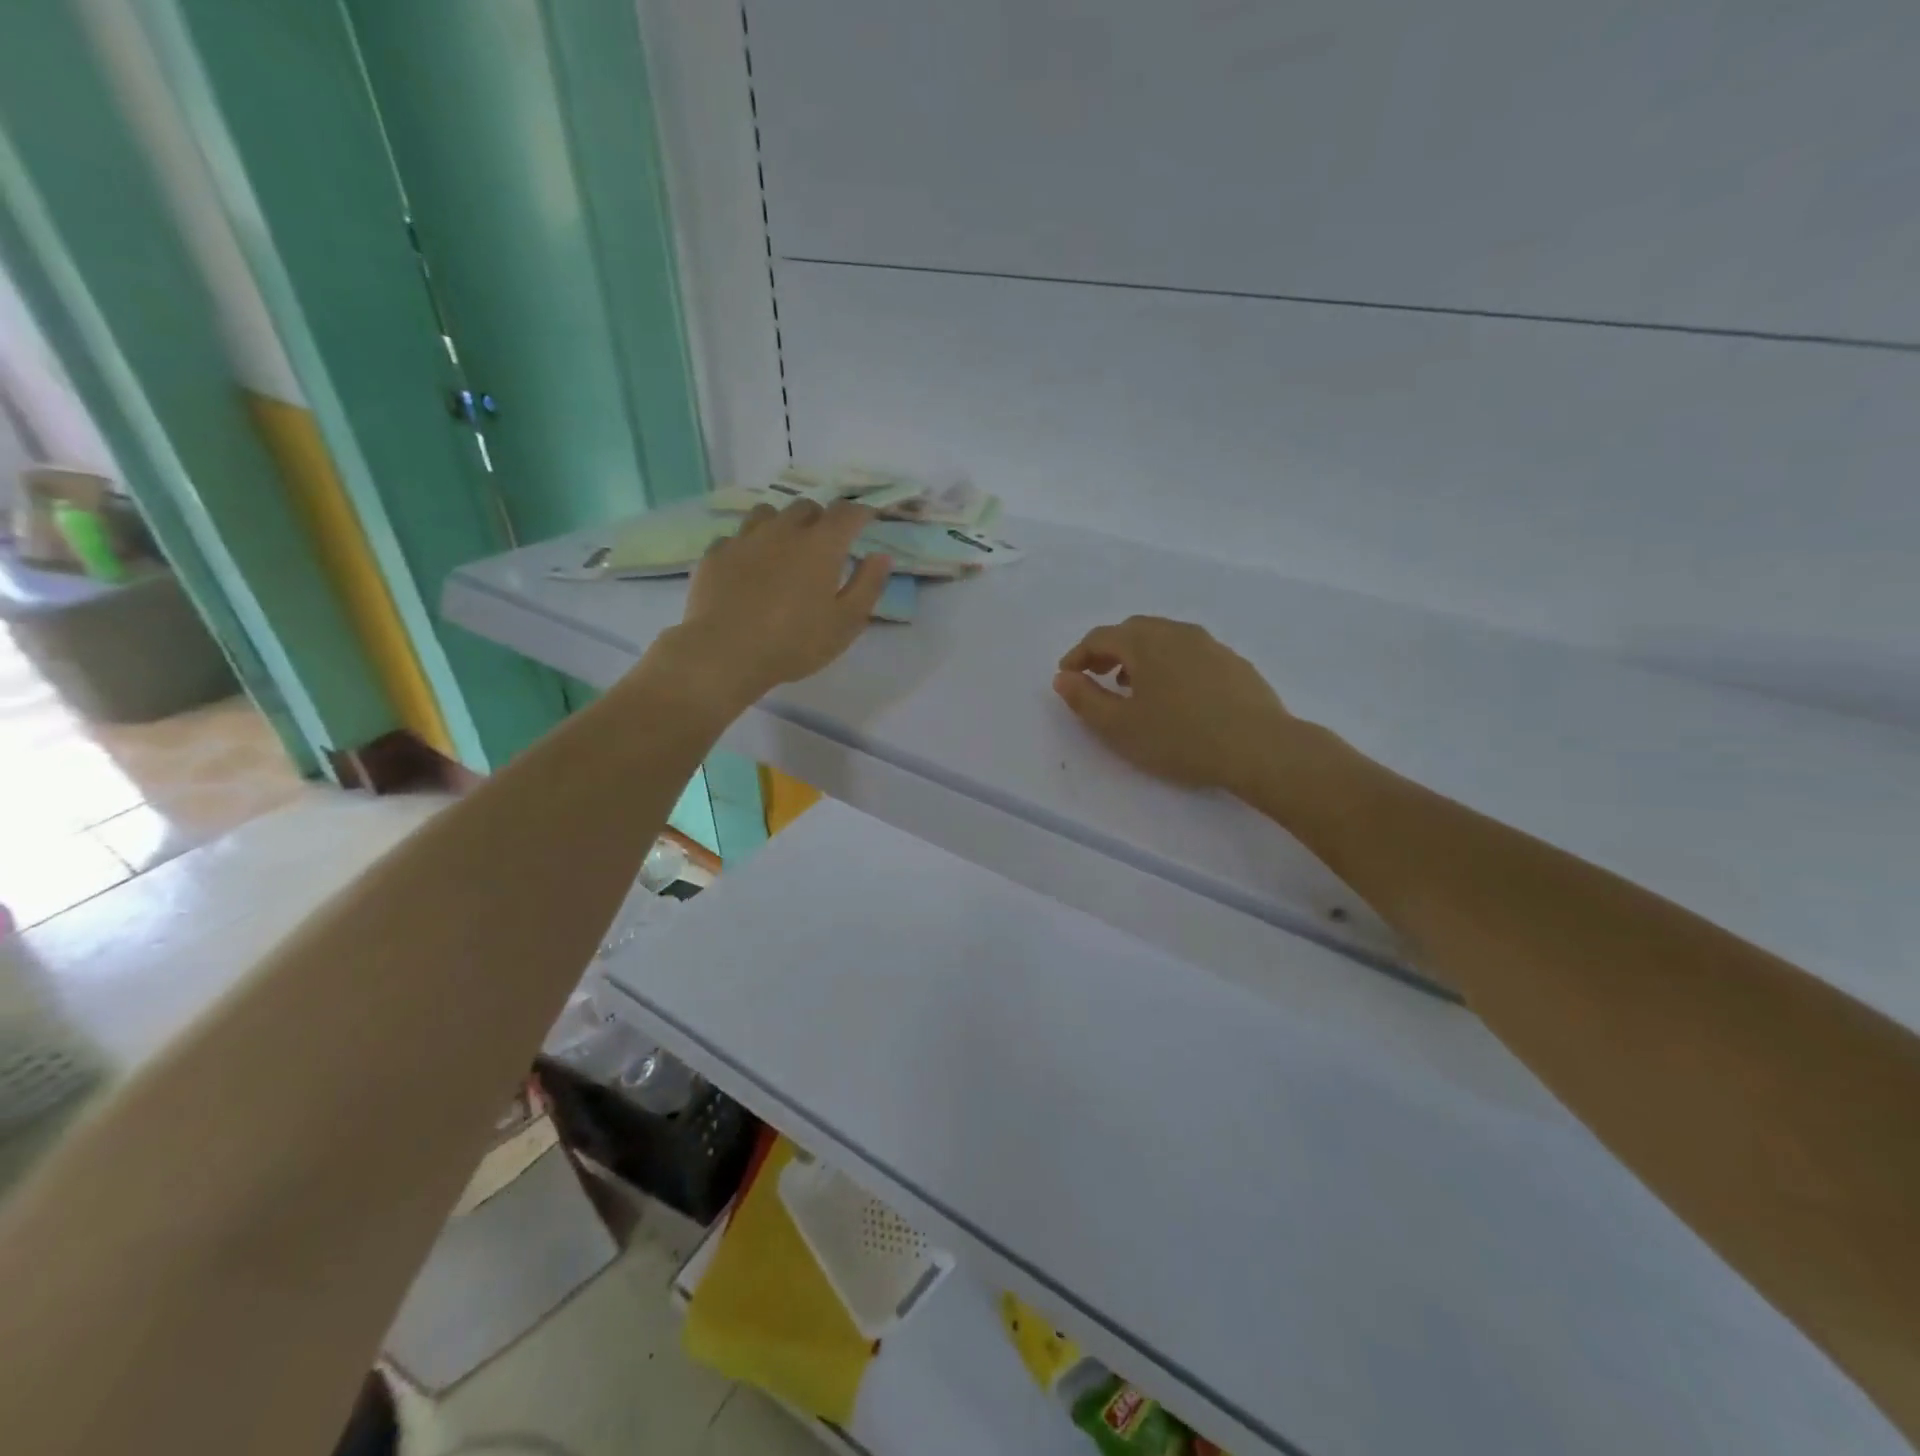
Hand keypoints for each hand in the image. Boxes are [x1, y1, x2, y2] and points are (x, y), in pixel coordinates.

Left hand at [665, 499, 890, 707]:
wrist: (725, 654)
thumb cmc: (794, 643)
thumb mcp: (845, 623)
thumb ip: (867, 586)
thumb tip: (881, 556)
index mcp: (821, 545)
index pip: (846, 512)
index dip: (860, 513)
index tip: (867, 522)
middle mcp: (783, 530)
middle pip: (807, 508)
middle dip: (821, 520)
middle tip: (826, 545)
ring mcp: (745, 538)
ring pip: (768, 513)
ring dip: (783, 524)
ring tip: (785, 549)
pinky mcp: (716, 553)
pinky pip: (737, 537)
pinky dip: (750, 546)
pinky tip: (749, 568)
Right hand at [1053, 616, 1298, 795]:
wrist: (1259, 747)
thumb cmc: (1179, 737)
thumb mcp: (1120, 726)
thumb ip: (1085, 699)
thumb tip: (1064, 677)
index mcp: (1145, 642)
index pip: (1101, 637)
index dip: (1078, 656)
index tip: (1067, 677)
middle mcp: (1177, 632)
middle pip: (1133, 631)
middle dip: (1109, 651)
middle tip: (1096, 676)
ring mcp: (1210, 645)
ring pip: (1164, 640)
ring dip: (1140, 657)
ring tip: (1132, 687)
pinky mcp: (1233, 663)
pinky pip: (1189, 654)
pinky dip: (1169, 664)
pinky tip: (1174, 695)